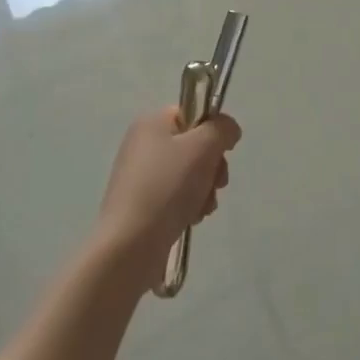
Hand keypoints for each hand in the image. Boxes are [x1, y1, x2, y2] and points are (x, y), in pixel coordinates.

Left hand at [95, 106, 240, 287]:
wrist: (130, 245)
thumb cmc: (167, 187)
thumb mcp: (203, 147)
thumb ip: (222, 129)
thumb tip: (228, 131)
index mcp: (151, 123)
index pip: (194, 113)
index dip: (214, 131)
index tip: (223, 152)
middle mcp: (143, 145)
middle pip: (194, 145)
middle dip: (212, 166)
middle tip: (217, 183)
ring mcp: (140, 177)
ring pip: (189, 174)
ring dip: (204, 189)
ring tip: (202, 207)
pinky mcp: (141, 205)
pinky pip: (176, 196)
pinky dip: (189, 206)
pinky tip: (191, 219)